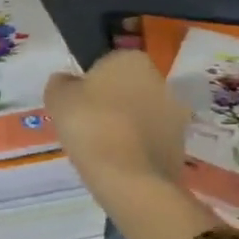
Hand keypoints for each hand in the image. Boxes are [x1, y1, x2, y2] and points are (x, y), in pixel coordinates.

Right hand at [44, 49, 188, 189]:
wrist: (130, 179)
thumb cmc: (91, 126)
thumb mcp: (58, 98)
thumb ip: (60, 83)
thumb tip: (66, 81)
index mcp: (131, 59)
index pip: (105, 64)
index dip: (87, 84)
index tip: (75, 104)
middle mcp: (159, 79)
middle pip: (126, 89)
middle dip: (109, 104)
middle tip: (85, 127)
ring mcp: (175, 114)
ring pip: (139, 115)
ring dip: (124, 127)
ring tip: (99, 150)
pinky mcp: (180, 144)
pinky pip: (149, 141)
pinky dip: (135, 149)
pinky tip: (117, 164)